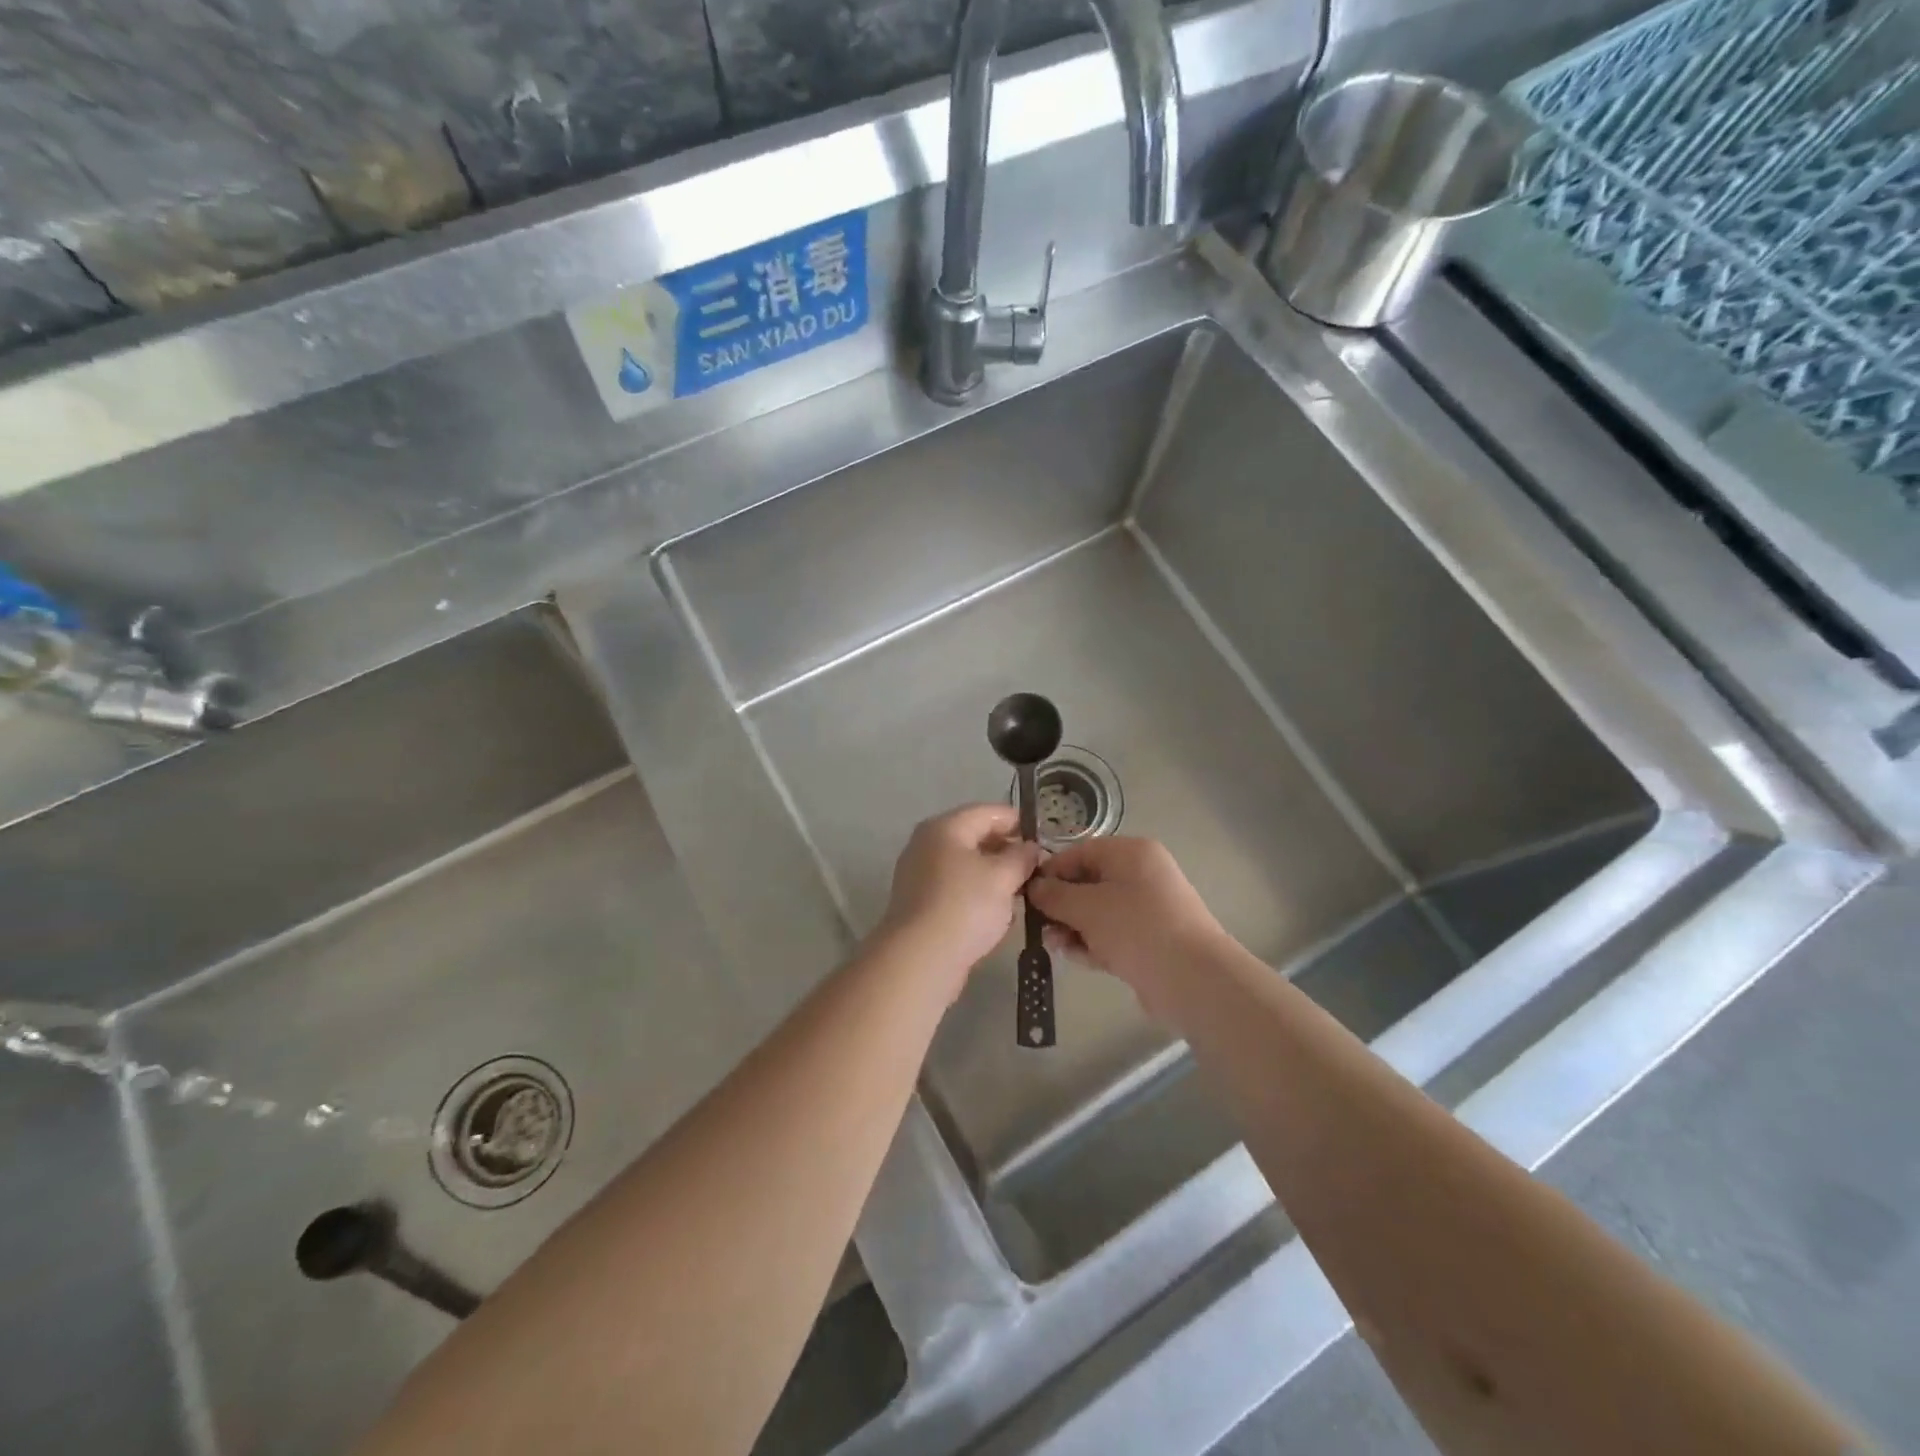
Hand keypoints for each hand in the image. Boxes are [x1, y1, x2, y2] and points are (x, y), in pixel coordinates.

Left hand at [877, 805, 1041, 995]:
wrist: (920, 958)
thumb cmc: (965, 906)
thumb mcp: (1003, 877)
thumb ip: (1021, 857)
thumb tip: (1029, 848)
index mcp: (944, 827)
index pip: (987, 812)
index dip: (1017, 822)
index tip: (1042, 839)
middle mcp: (926, 844)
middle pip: (974, 837)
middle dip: (1006, 851)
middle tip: (1035, 868)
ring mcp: (919, 875)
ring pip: (966, 866)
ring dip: (993, 876)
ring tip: (1021, 892)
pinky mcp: (919, 904)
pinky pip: (955, 889)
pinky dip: (977, 896)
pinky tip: (998, 915)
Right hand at [1027, 837, 1229, 1008]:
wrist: (1193, 980)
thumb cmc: (1136, 928)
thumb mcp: (1087, 907)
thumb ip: (1055, 896)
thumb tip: (1034, 888)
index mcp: (1131, 853)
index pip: (1080, 852)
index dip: (1051, 871)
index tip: (1027, 894)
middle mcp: (1141, 875)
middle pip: (1088, 883)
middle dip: (1061, 905)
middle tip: (1038, 925)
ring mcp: (1148, 909)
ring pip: (1097, 912)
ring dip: (1073, 927)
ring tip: (1054, 945)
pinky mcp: (1149, 941)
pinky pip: (1111, 935)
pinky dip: (1092, 943)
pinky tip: (1075, 957)